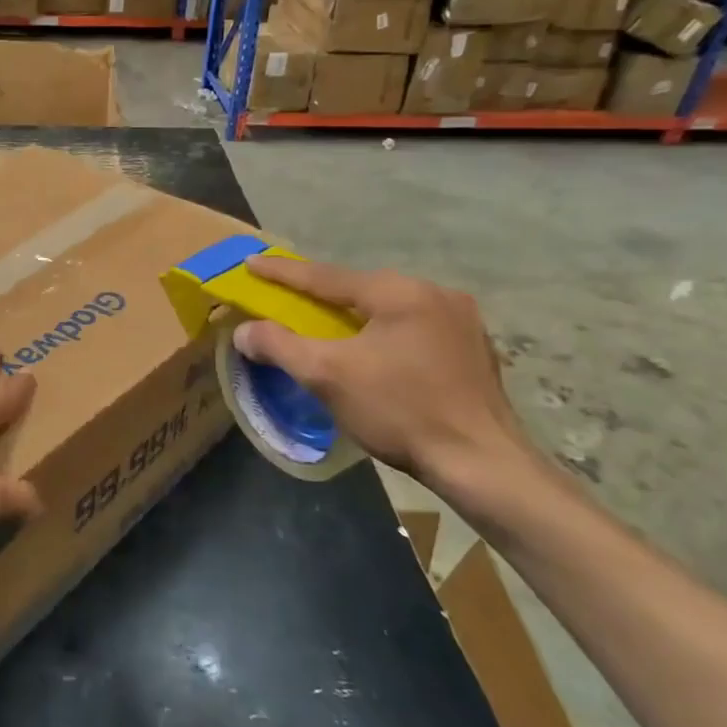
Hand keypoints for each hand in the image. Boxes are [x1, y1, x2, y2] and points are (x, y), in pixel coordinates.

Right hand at [231, 257, 541, 510]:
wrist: (482, 464)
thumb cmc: (400, 411)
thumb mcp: (327, 376)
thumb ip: (280, 346)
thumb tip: (244, 330)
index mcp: (399, 292)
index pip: (325, 277)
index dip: (282, 272)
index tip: (251, 262)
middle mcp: (434, 293)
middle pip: (361, 289)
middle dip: (322, 295)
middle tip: (290, 299)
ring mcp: (462, 321)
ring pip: (390, 309)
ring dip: (356, 316)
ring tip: (331, 328)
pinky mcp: (475, 349)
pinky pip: (415, 329)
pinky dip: (386, 334)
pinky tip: (377, 355)